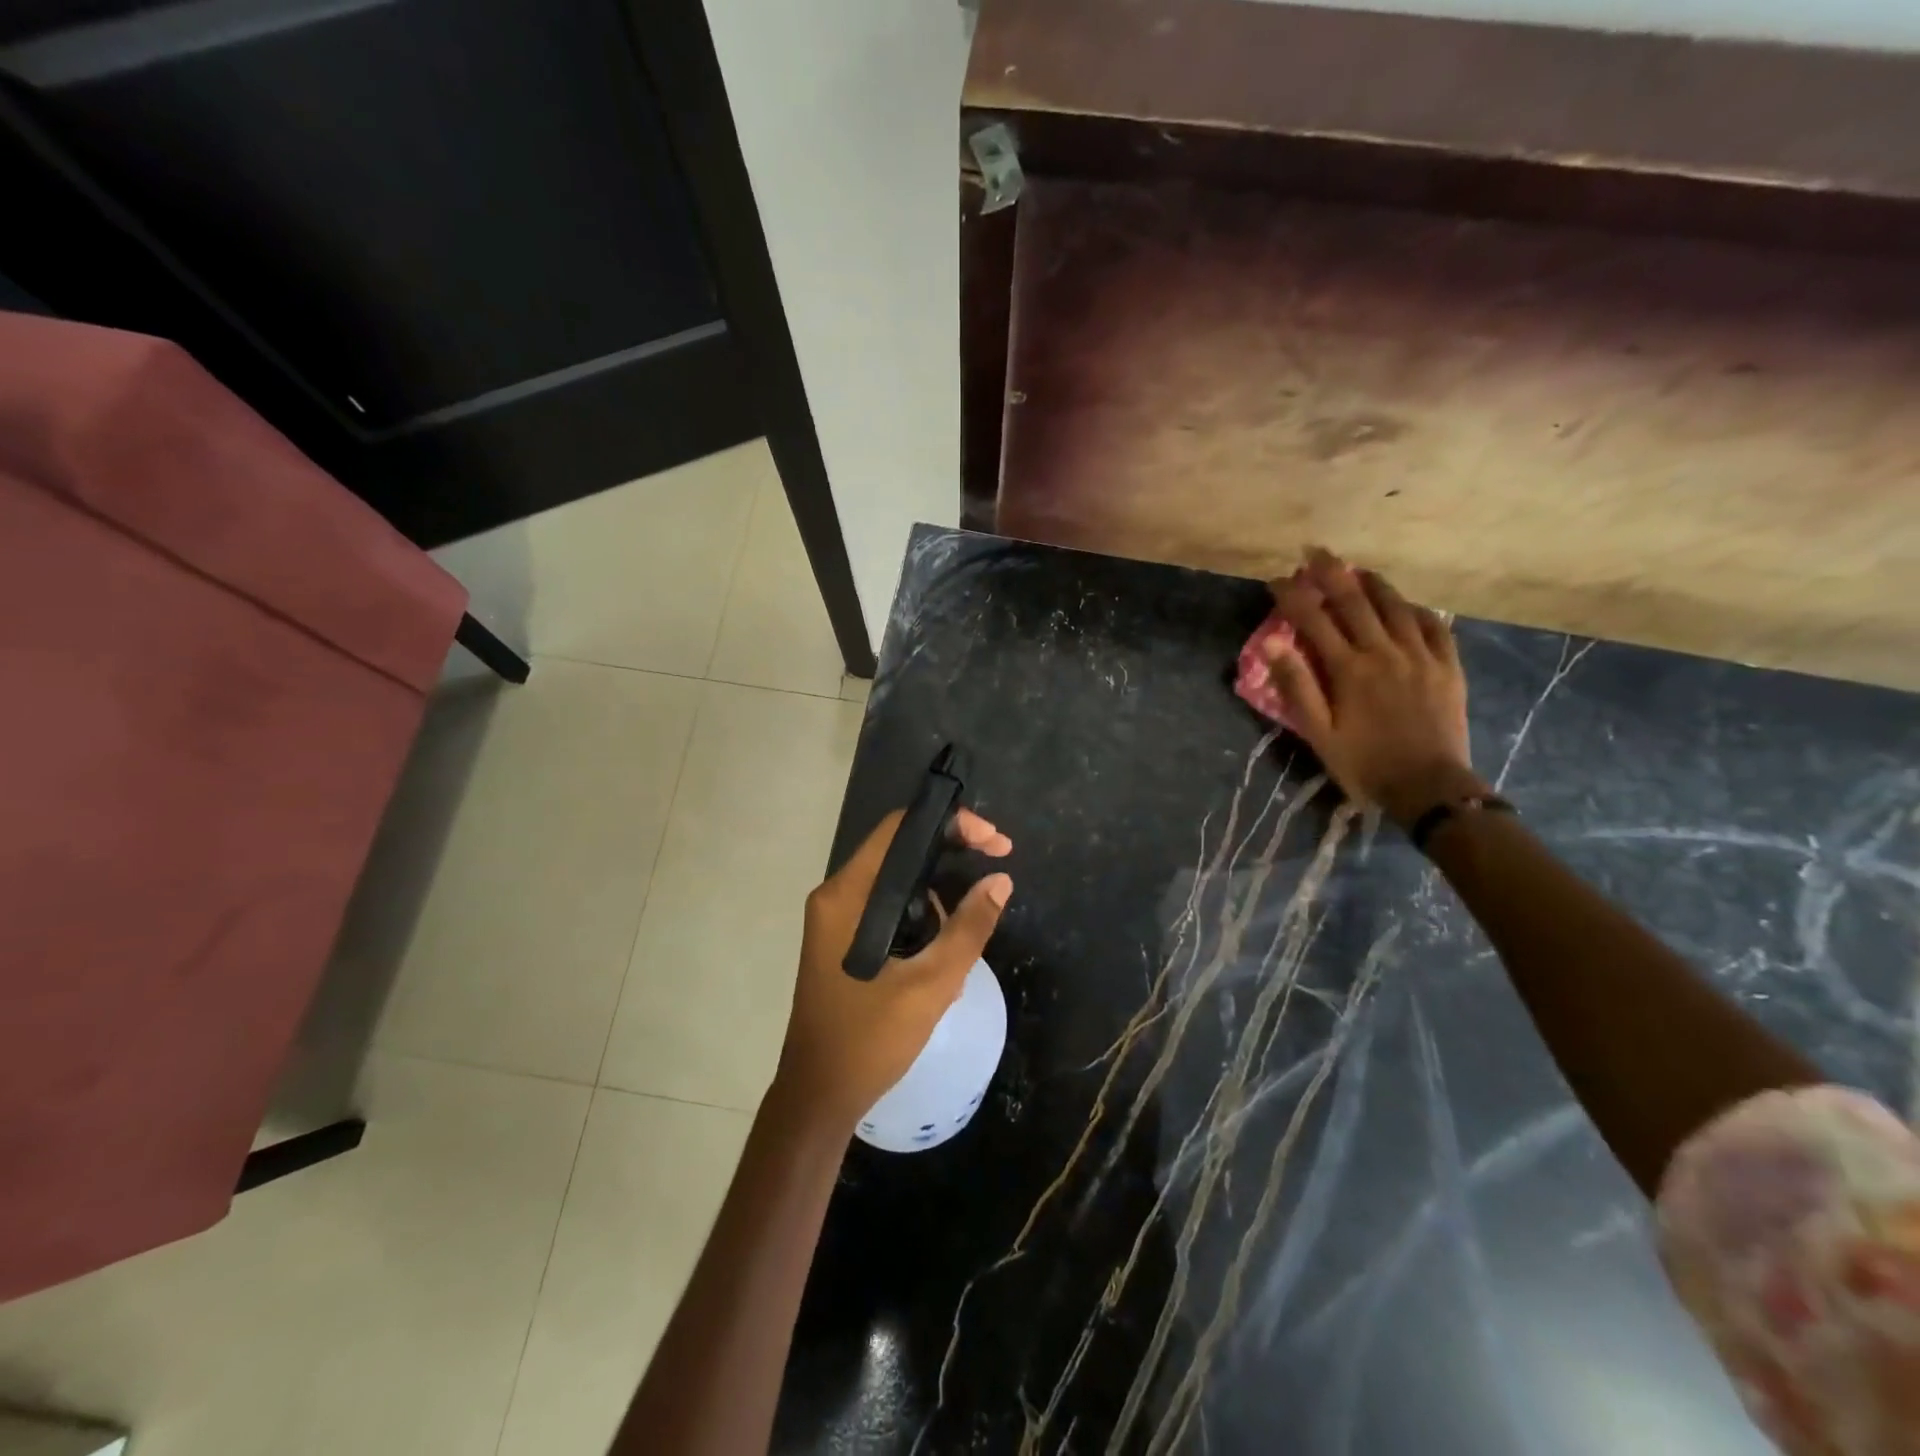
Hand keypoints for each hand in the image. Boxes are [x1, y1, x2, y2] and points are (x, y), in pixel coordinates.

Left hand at [772, 808, 1013, 1133]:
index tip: (994, 842)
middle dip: (952, 859)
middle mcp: (837, 895)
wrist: (818, 1096)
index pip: (899, 829)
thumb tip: (1001, 881)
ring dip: (938, 901)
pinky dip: (919, 922)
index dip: (951, 823)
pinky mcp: (841, 940)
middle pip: (900, 852)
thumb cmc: (870, 1040)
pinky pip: (887, 910)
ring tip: (963, 943)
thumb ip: (969, 928)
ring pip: (897, 884)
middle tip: (994, 876)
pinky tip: (940, 962)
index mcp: (848, 894)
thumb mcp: (932, 984)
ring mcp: (835, 919)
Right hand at [1265, 548, 1483, 825]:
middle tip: (1314, 552)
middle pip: (1354, 601)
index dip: (1293, 595)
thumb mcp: (1318, 733)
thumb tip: (1272, 644)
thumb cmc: (1364, 764)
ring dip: (1373, 583)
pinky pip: (1433, 625)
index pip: (1313, 620)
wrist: (1429, 787)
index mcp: (1348, 669)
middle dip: (1331, 573)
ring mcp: (1421, 656)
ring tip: (1357, 569)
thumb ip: (1297, 686)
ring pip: (1395, 606)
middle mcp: (1384, 652)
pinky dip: (1414, 609)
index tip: (1276, 579)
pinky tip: (1405, 605)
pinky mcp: (1447, 667)